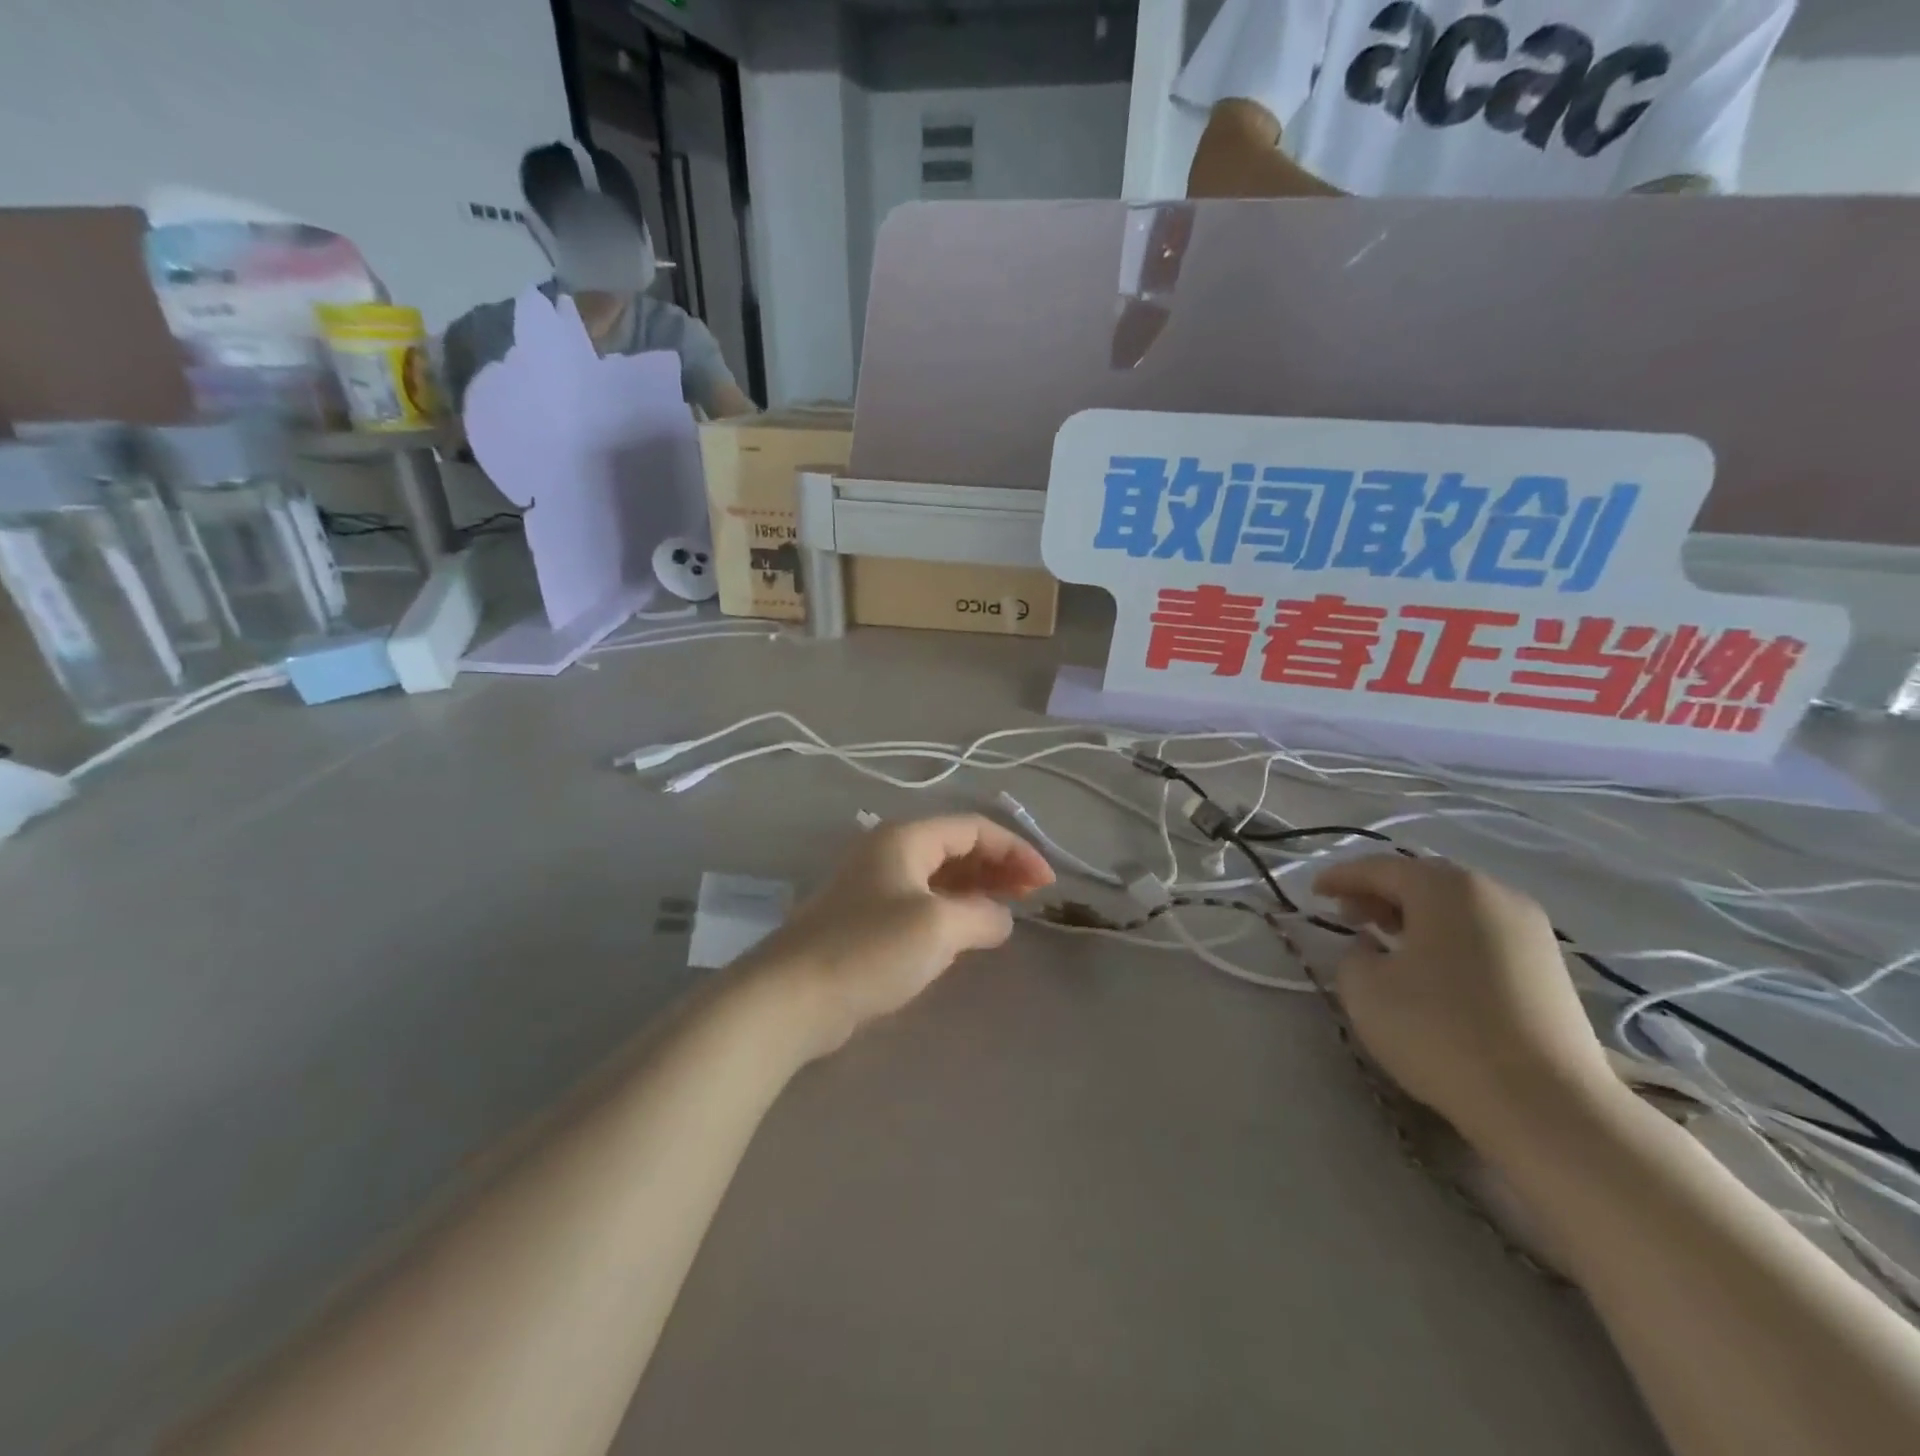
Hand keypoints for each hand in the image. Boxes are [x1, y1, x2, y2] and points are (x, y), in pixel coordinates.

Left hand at [744, 815, 1054, 1059]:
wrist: (792, 997)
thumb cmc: (869, 950)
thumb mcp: (938, 927)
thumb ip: (981, 916)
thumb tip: (1000, 919)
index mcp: (905, 838)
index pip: (973, 829)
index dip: (1016, 850)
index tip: (1047, 883)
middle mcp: (889, 851)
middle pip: (956, 847)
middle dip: (999, 865)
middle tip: (1033, 895)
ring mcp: (875, 885)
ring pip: (939, 874)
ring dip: (977, 886)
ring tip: (1009, 908)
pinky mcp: (866, 919)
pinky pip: (922, 900)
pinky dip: (953, 907)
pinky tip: (969, 929)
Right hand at [1312, 855, 1620, 1146]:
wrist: (1547, 1105)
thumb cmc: (1440, 1032)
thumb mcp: (1364, 989)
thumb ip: (1353, 953)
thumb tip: (1372, 947)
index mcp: (1446, 887)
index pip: (1379, 867)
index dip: (1340, 878)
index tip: (1314, 893)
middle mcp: (1494, 893)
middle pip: (1423, 880)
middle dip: (1380, 893)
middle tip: (1347, 915)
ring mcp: (1531, 929)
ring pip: (1456, 906)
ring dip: (1415, 915)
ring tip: (1385, 940)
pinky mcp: (1550, 967)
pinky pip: (1482, 932)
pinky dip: (1447, 936)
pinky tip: (1430, 967)